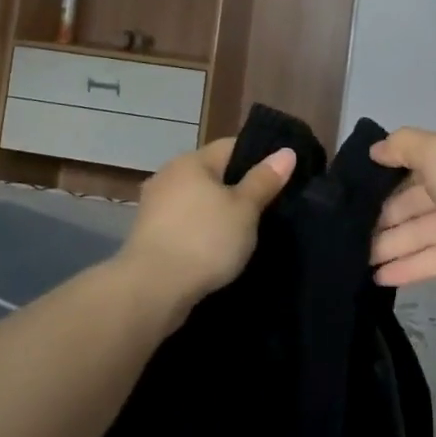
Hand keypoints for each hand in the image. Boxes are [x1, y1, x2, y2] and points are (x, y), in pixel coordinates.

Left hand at [119, 138, 296, 309]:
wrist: (152, 290)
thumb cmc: (204, 240)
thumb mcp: (244, 210)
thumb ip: (264, 180)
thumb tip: (286, 152)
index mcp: (191, 161)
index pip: (231, 146)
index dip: (258, 158)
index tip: (280, 177)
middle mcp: (168, 175)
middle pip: (212, 173)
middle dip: (237, 188)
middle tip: (267, 208)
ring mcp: (154, 205)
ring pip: (197, 200)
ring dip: (217, 212)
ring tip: (244, 232)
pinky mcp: (148, 234)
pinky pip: (184, 223)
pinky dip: (200, 232)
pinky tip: (216, 250)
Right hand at [368, 124, 435, 292]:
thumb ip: (402, 146)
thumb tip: (376, 149)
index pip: (416, 160)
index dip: (386, 174)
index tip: (357, 191)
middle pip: (416, 198)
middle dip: (384, 215)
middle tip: (350, 233)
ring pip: (424, 229)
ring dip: (392, 244)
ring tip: (358, 260)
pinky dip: (411, 265)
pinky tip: (381, 277)